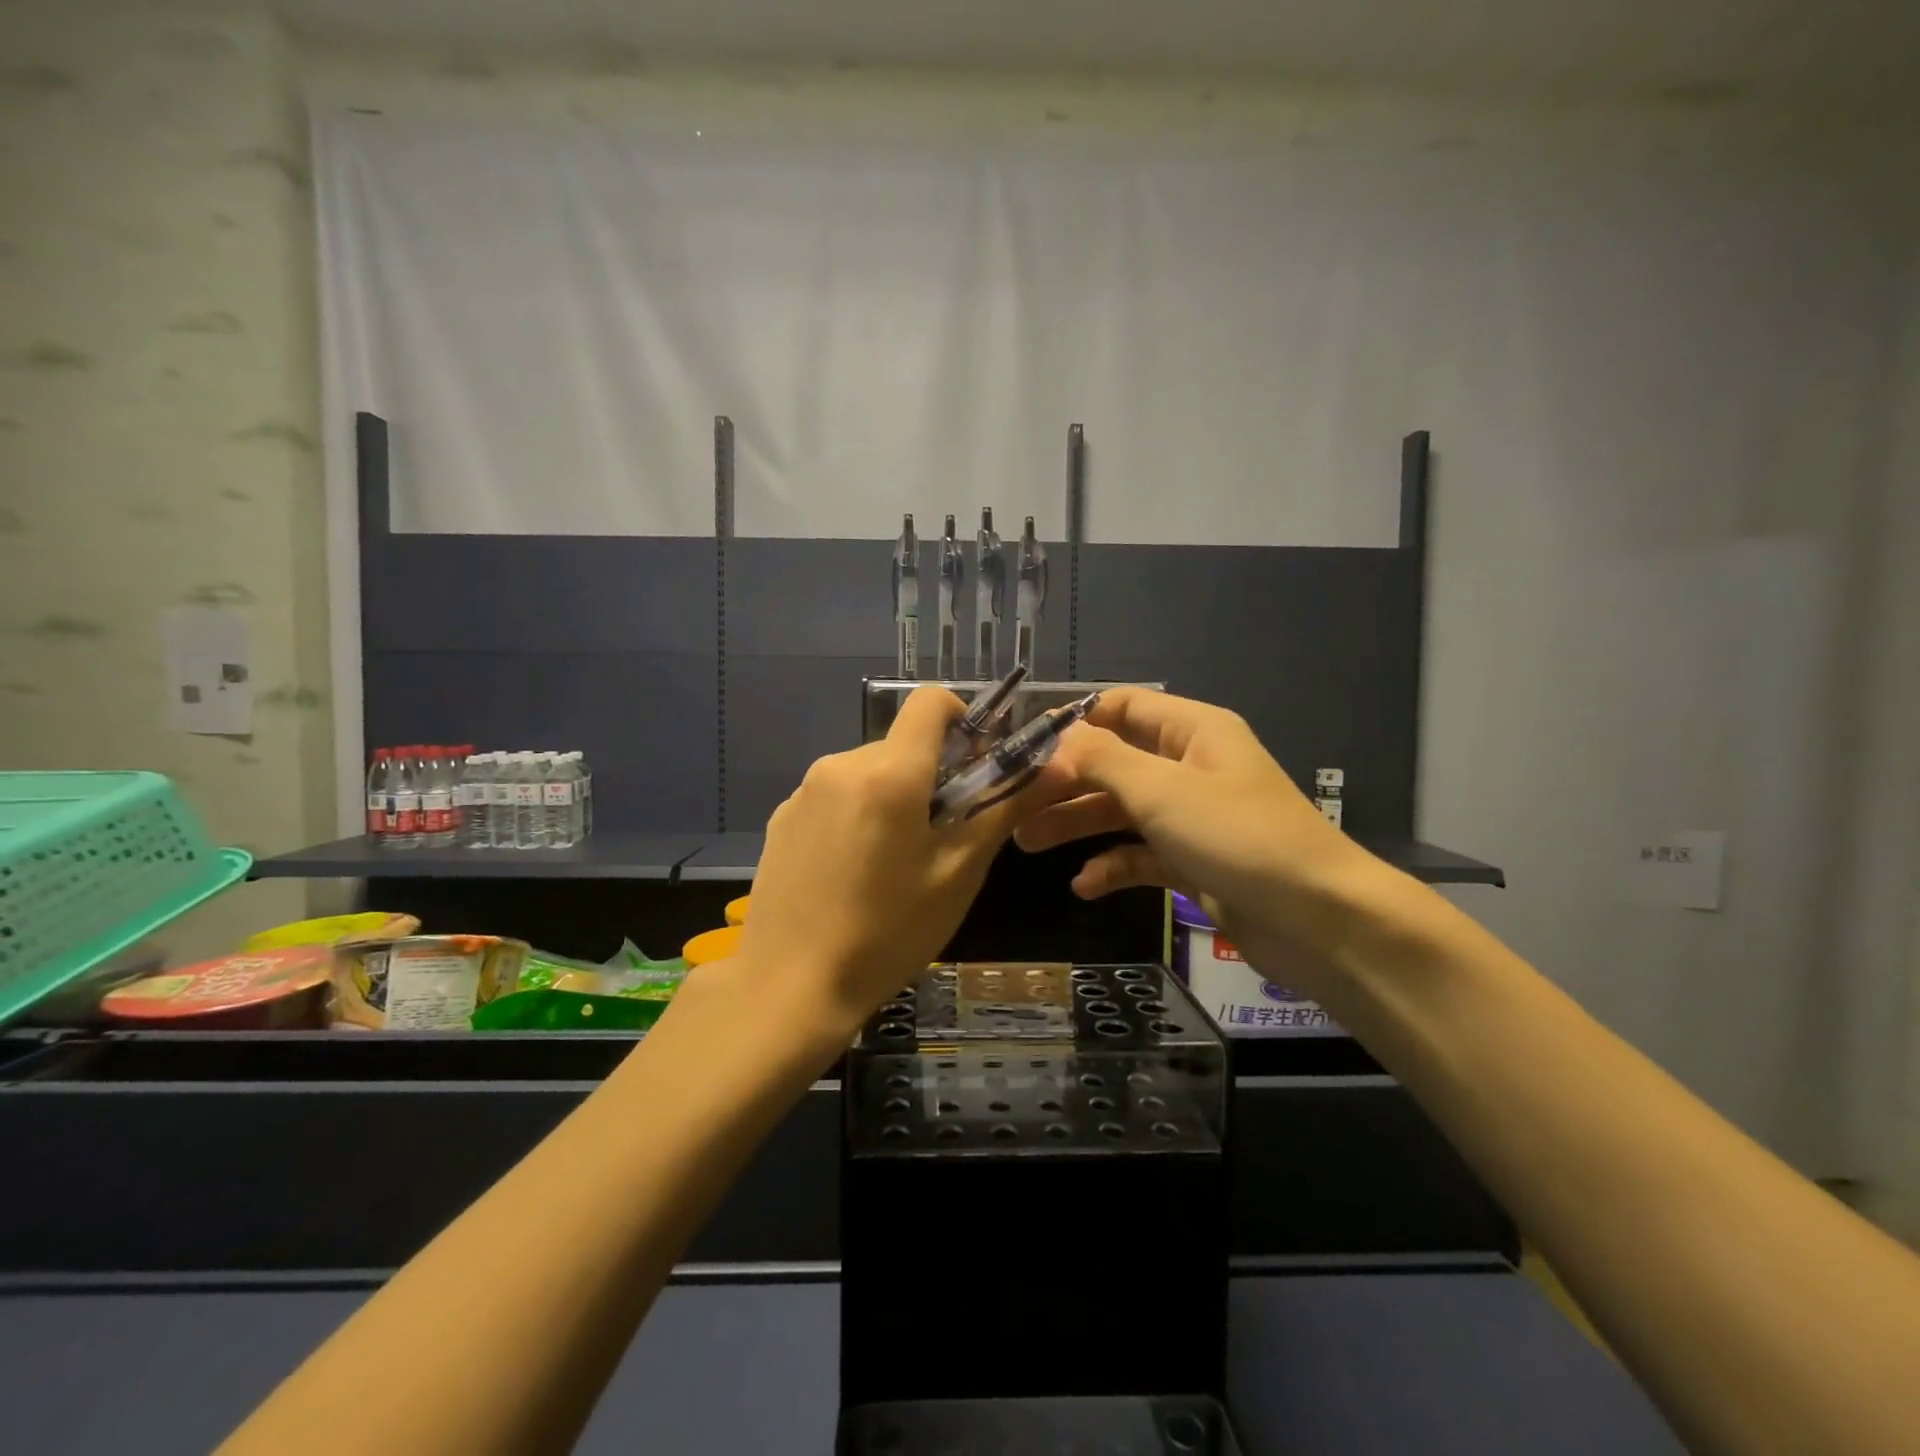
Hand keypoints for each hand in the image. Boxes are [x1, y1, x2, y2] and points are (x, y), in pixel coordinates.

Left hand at [736, 686, 1061, 1031]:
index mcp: (889, 772)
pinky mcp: (782, 818)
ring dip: (894, 797)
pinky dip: (858, 815)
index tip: (975, 765)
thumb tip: (1053, 767)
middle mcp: (841, 765)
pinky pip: (835, 796)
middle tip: (943, 835)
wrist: (789, 987)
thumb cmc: (888, 933)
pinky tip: (854, 872)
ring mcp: (804, 791)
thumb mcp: (958, 872)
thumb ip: (1003, 808)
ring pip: (869, 772)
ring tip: (896, 862)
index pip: (930, 702)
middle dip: (931, 774)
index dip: (963, 720)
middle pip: (902, 744)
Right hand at [1016, 688, 1382, 996]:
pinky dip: (1112, 866)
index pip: (1122, 706)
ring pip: (1122, 810)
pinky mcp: (1194, 862)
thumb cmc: (1238, 837)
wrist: (1319, 921)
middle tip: (1013, 804)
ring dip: (1077, 823)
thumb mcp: (1162, 790)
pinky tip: (1084, 886)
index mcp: (1191, 732)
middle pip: (1114, 762)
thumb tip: (1058, 736)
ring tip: (1026, 843)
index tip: (1026, 745)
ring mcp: (1192, 817)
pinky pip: (1141, 855)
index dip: (1074, 721)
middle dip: (1065, 781)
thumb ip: (1103, 759)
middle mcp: (1190, 767)